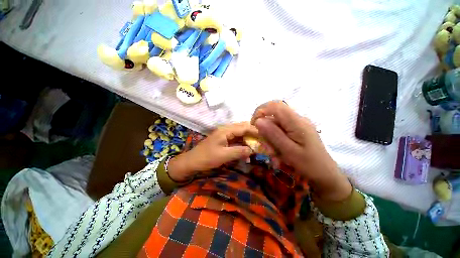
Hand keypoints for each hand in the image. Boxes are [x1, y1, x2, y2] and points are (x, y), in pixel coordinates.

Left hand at [167, 122, 256, 181]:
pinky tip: (247, 151)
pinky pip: (236, 140)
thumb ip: (239, 151)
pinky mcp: (224, 140)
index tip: (266, 136)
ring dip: (249, 139)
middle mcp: (226, 129)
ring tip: (258, 145)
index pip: (244, 127)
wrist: (192, 161)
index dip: (256, 131)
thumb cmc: (206, 158)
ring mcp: (225, 134)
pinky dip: (243, 144)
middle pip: (243, 128)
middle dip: (254, 133)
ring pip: (240, 134)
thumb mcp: (223, 156)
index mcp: (226, 130)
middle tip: (264, 140)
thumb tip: (252, 150)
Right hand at [251, 101, 351, 200]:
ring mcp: (298, 124)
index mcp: (297, 122)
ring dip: (270, 134)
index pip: (276, 106)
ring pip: (276, 122)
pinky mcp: (297, 129)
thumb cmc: (308, 164)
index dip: (261, 111)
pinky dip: (275, 136)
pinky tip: (277, 148)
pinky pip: (281, 128)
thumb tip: (258, 120)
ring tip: (273, 150)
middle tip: (265, 143)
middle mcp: (298, 119)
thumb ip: (273, 134)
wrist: (325, 174)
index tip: (253, 123)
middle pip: (274, 114)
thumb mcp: (288, 151)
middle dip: (265, 127)